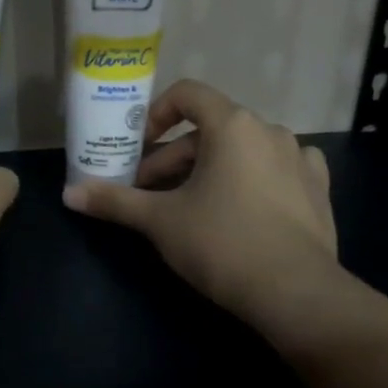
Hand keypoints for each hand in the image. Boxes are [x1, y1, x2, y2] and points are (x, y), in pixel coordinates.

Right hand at [62, 80, 338, 322]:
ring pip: (242, 149)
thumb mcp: (160, 221)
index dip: (157, 113)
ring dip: (211, 167)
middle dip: (174, 157)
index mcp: (232, 124)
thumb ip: (115, 201)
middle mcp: (269, 129)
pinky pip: (278, 167)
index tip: (140, 147)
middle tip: (150, 193)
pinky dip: (255, 176)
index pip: (187, 94)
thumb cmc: (222, 243)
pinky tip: (245, 203)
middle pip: (210, 129)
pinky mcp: (318, 187)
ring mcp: (299, 157)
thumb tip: (68, 194)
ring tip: (191, 204)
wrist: (296, 293)